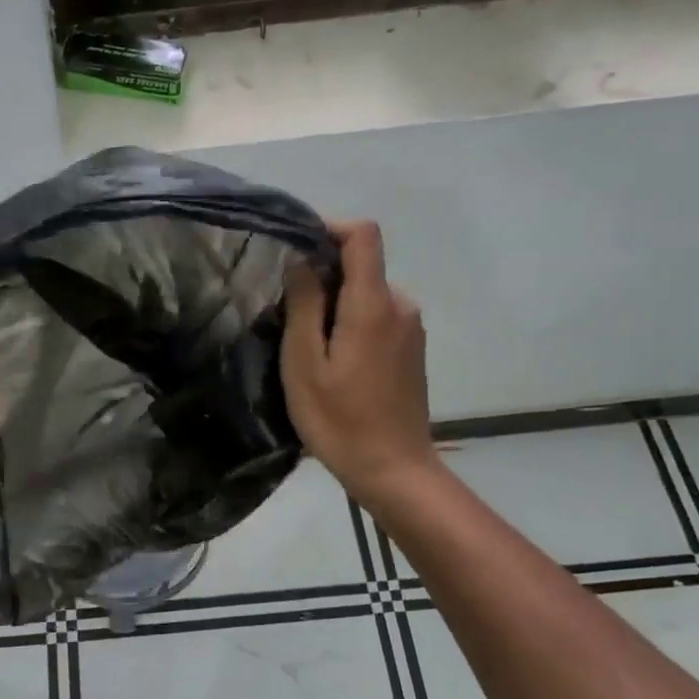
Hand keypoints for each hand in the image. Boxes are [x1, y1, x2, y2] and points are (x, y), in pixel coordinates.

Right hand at [282, 220, 437, 508]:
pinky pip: (378, 318)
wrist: (393, 469)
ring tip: (305, 347)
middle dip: (322, 279)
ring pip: (366, 296)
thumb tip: (302, 260)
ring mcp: (411, 329)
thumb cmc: (340, 419)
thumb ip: (305, 304)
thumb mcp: (305, 363)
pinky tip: (332, 363)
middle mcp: (401, 306)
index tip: (296, 247)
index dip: (329, 228)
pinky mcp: (412, 351)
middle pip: (361, 267)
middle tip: (285, 316)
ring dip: (334, 306)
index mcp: (374, 304)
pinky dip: (351, 324)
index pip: (363, 235)